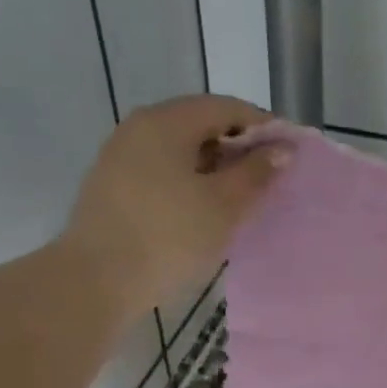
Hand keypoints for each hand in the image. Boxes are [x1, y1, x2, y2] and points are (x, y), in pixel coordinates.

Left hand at [59, 95, 291, 320]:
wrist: (96, 280)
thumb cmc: (169, 236)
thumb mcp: (224, 205)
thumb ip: (257, 172)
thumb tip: (282, 148)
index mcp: (167, 122)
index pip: (226, 107)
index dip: (263, 126)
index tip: (290, 153)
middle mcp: (140, 127)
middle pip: (201, 124)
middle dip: (239, 146)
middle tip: (269, 177)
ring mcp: (122, 155)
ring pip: (181, 148)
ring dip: (216, 166)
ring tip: (242, 196)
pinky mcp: (114, 185)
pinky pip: (163, 169)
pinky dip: (191, 180)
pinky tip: (206, 208)